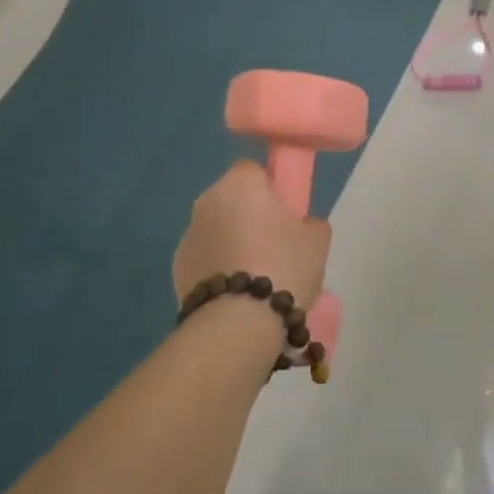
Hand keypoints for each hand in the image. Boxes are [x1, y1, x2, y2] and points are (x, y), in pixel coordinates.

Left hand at [173, 161, 332, 310]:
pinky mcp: (176, 270)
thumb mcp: (317, 240)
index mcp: (239, 184)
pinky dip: (218, 269)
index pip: (252, 170)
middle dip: (249, 216)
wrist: (238, 323)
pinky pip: (205, 259)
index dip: (270, 188)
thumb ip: (309, 222)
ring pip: (216, 230)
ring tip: (257, 277)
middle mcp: (206, 202)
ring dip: (231, 243)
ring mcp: (187, 236)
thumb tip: (300, 225)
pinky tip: (237, 295)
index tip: (285, 212)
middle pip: (232, 200)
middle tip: (275, 245)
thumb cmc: (282, 266)